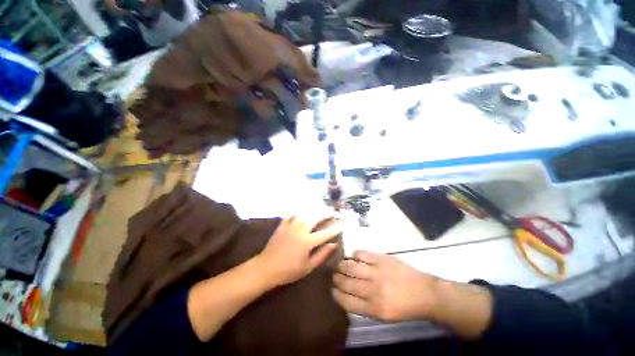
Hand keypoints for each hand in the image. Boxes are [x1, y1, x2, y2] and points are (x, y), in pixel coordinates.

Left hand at [256, 214, 341, 287]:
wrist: (266, 268)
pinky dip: (298, 211)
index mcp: (307, 241)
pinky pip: (292, 214)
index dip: (335, 227)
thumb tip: (334, 244)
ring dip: (314, 210)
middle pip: (315, 217)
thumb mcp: (308, 267)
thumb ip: (322, 255)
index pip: (325, 232)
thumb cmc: (288, 271)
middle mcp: (300, 230)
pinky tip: (302, 211)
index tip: (342, 223)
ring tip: (321, 208)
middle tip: (332, 211)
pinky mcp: (282, 225)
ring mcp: (290, 225)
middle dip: (326, 213)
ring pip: (305, 213)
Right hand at [332, 251, 440, 322]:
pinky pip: (361, 254)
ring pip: (350, 266)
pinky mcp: (382, 259)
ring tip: (340, 265)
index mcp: (374, 308)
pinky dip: (355, 255)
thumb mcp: (384, 316)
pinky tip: (355, 257)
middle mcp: (373, 290)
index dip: (336, 294)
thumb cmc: (404, 307)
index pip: (346, 301)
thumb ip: (364, 306)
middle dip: (336, 278)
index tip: (333, 290)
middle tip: (335, 275)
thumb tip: (346, 294)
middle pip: (346, 282)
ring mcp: (377, 272)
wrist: (425, 293)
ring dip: (342, 265)